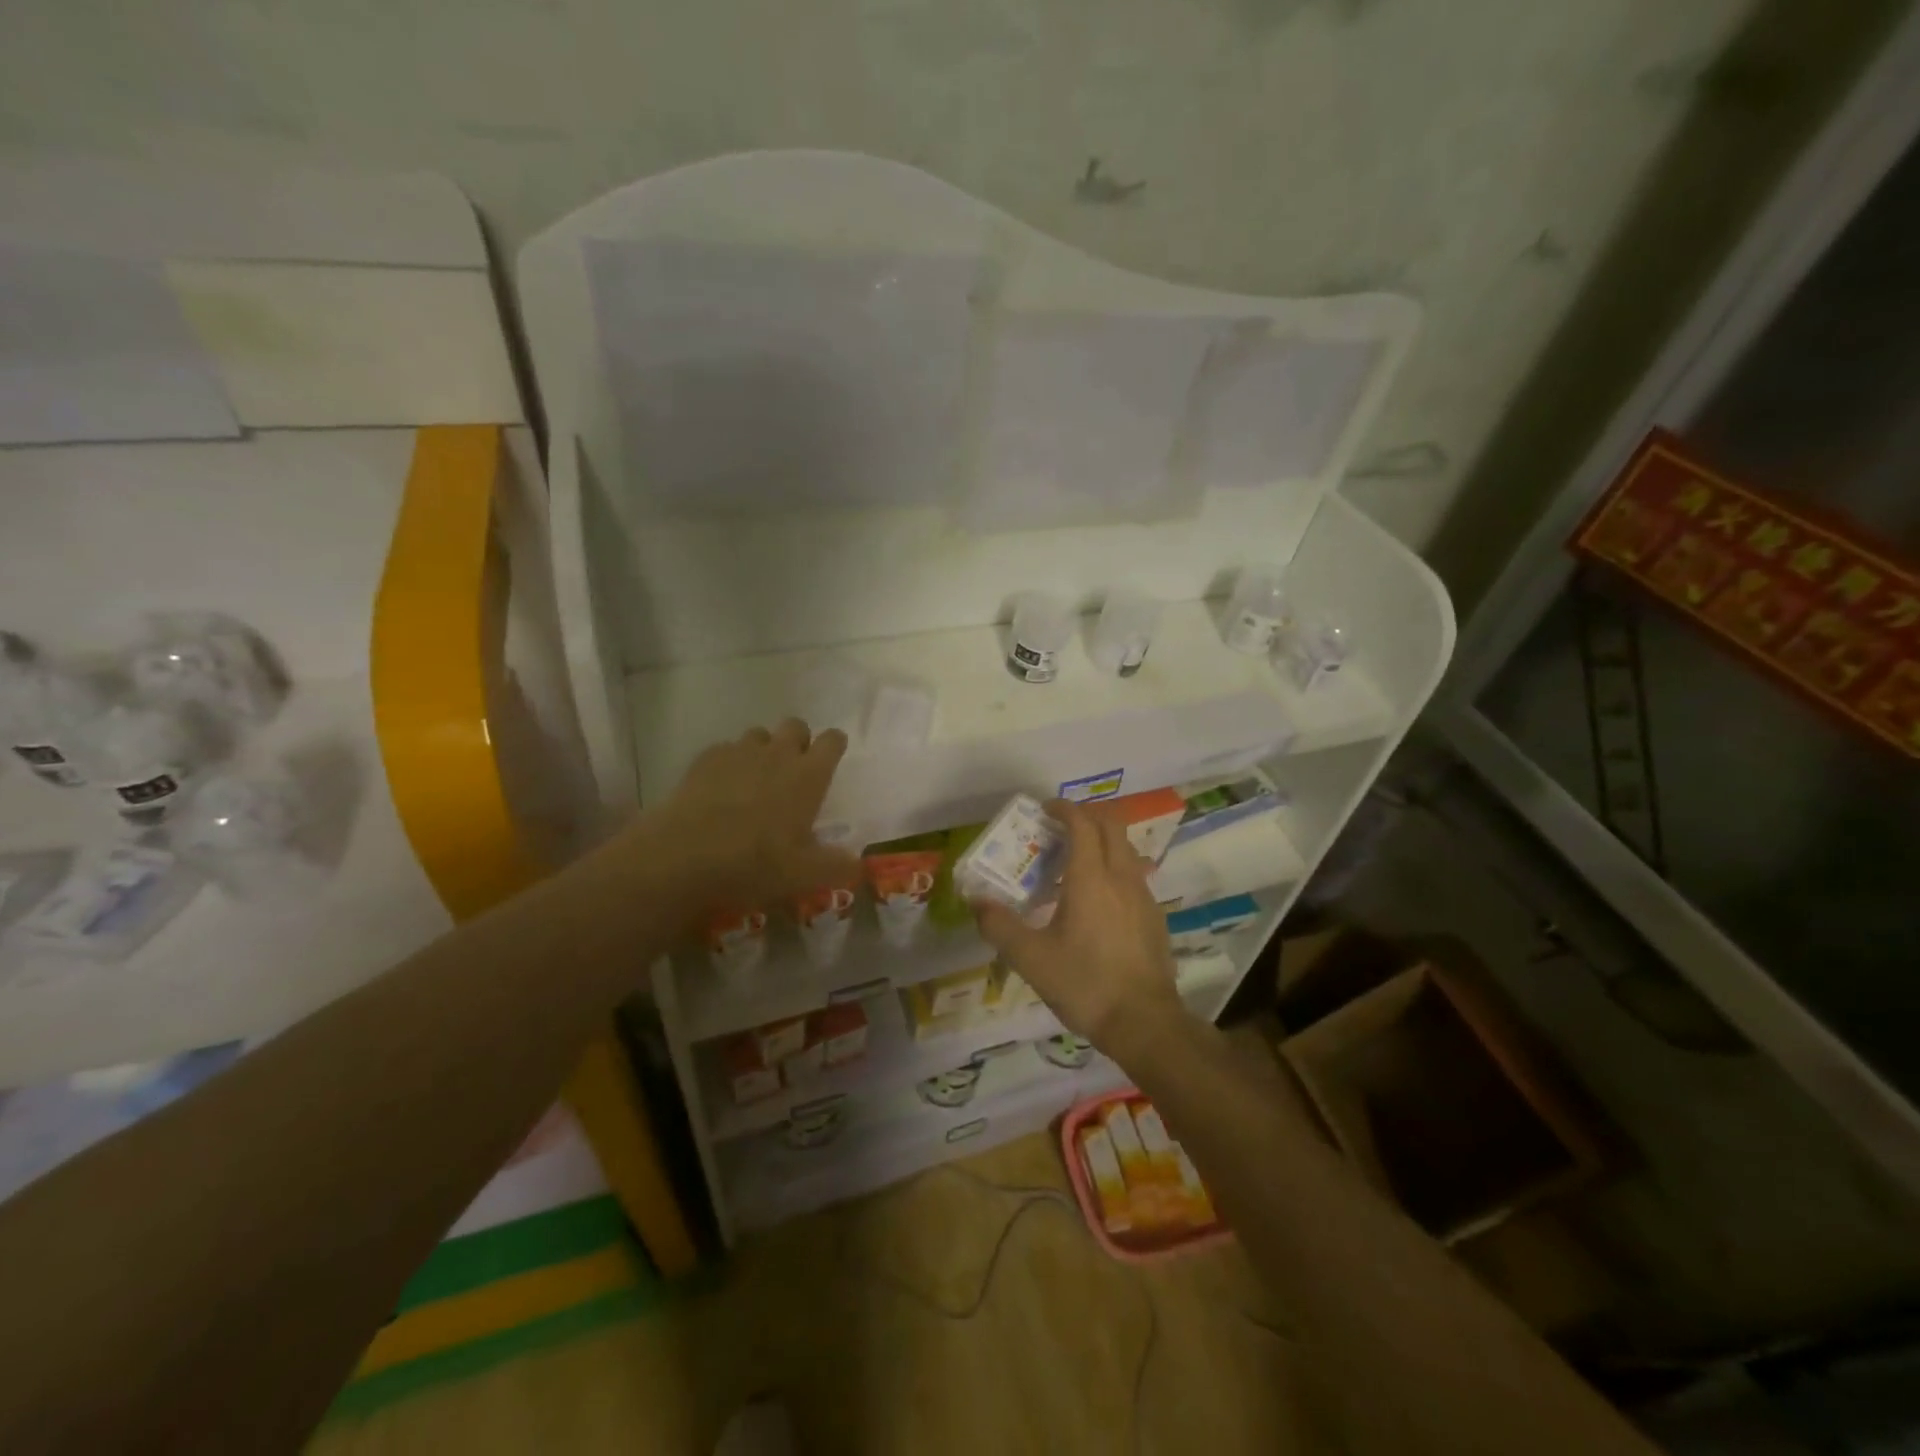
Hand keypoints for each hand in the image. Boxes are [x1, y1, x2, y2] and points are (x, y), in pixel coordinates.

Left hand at [640, 719, 857, 915]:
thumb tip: (859, 866)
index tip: (833, 756)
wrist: (685, 855)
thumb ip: (837, 867)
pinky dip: (729, 761)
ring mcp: (738, 752)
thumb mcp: (805, 875)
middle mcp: (778, 753)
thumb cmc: (756, 862)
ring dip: (764, 749)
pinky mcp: (705, 759)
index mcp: (809, 775)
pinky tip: (721, 787)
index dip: (834, 745)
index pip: (832, 741)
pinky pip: (725, 749)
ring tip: (756, 778)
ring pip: (759, 734)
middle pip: (796, 726)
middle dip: (799, 740)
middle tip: (794, 769)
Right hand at [972, 799, 1183, 1058]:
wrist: (1144, 1022)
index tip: (1044, 809)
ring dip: (1101, 842)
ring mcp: (1144, 896)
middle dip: (1086, 817)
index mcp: (1091, 878)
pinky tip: (1097, 902)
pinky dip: (1114, 868)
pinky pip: (1134, 876)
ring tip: (1074, 864)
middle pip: (1111, 826)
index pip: (1082, 823)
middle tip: (1059, 829)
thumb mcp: (1031, 958)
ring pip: (1126, 850)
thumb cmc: (1085, 984)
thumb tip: (976, 901)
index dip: (1064, 809)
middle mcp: (1122, 877)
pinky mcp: (1154, 917)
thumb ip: (999, 926)